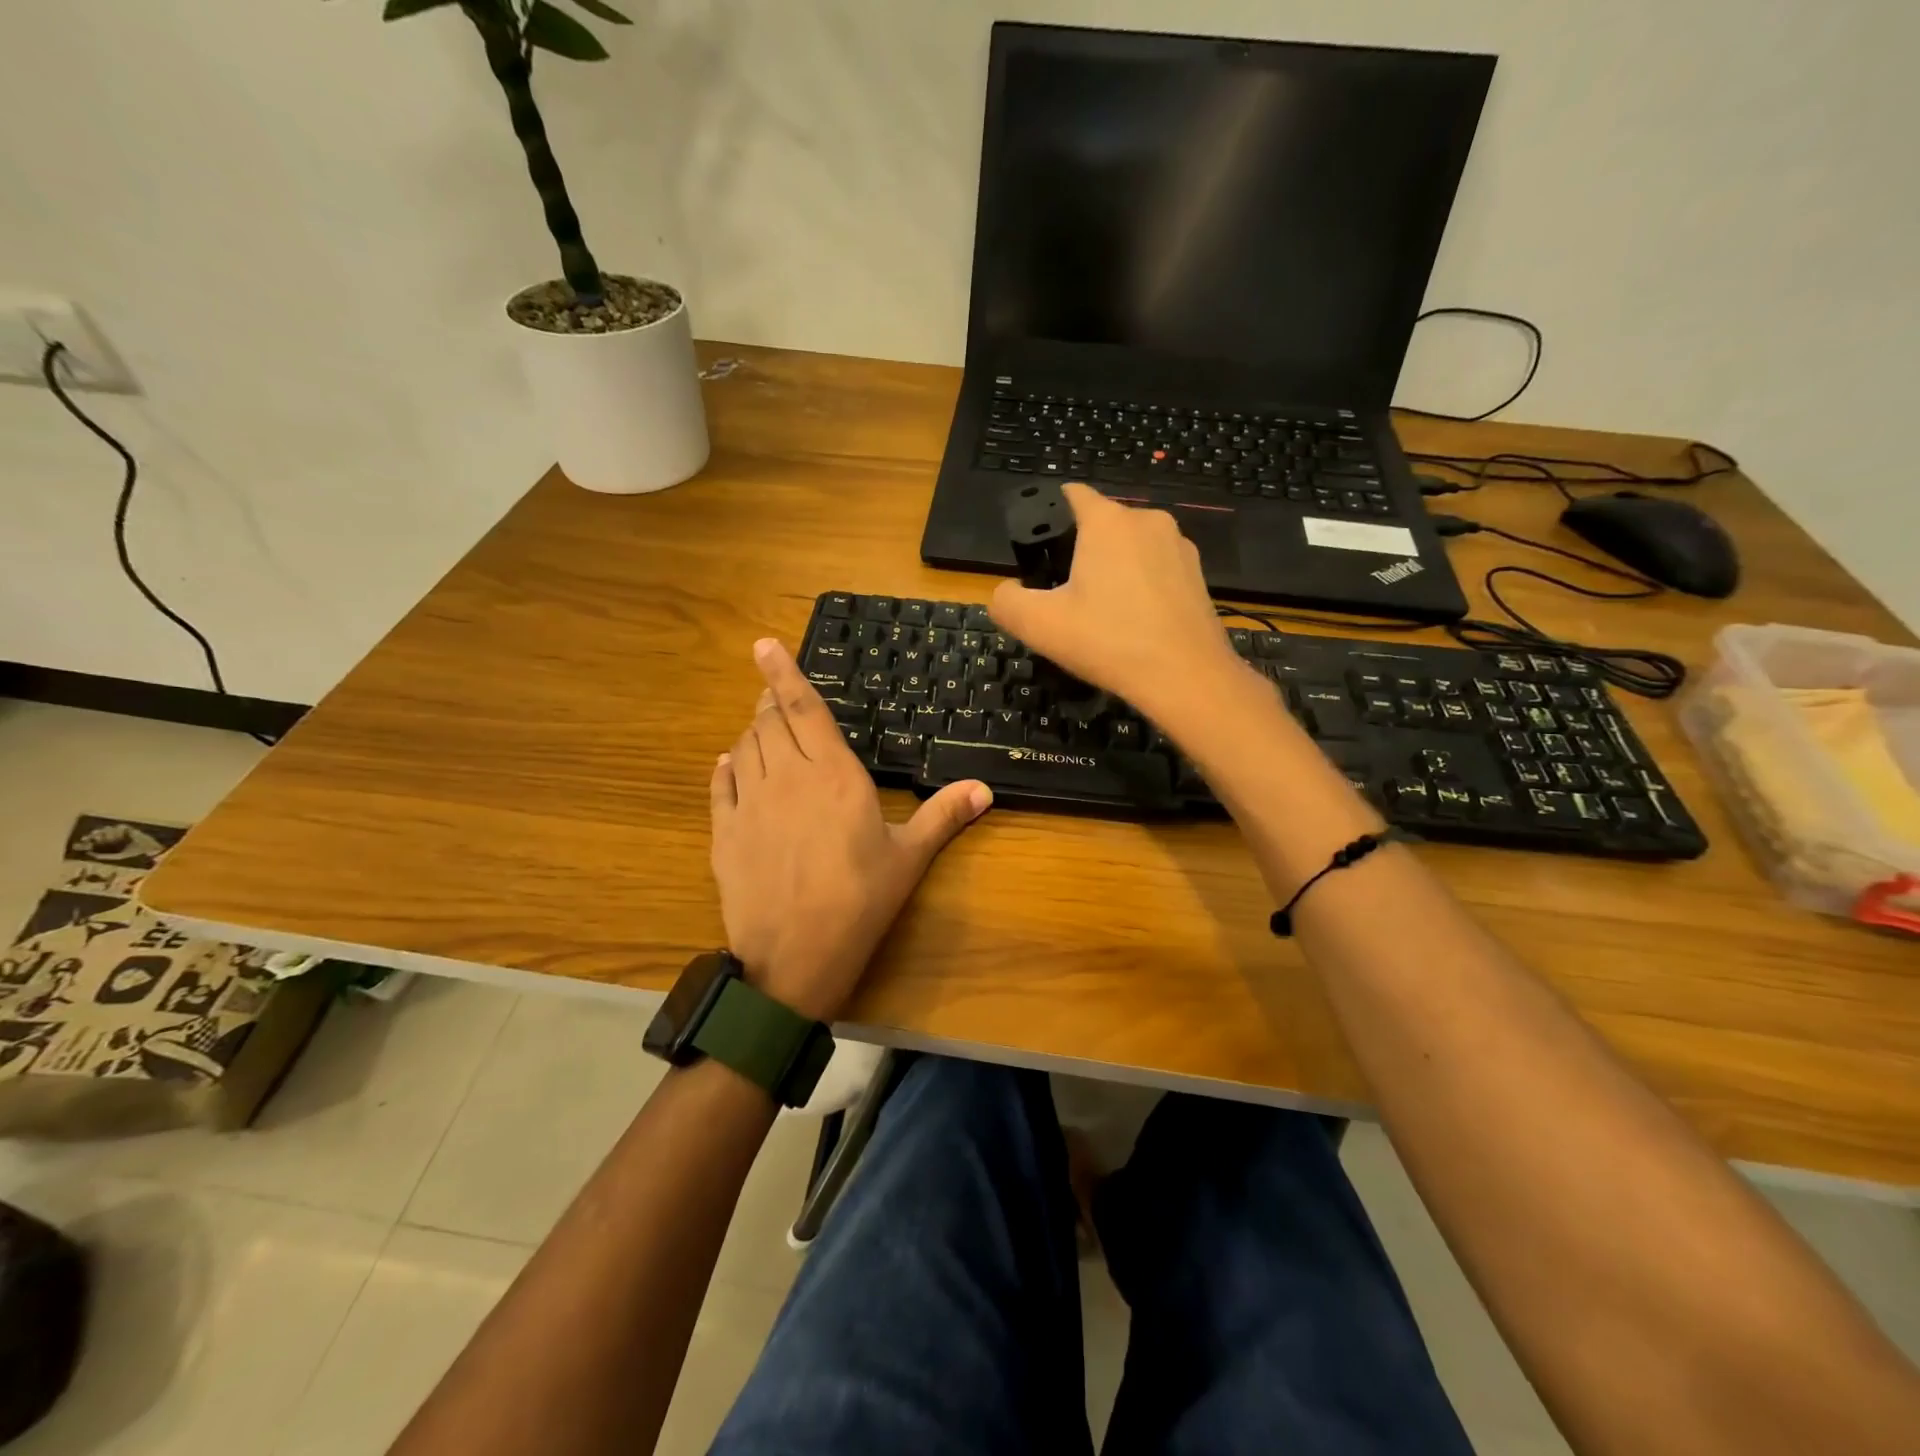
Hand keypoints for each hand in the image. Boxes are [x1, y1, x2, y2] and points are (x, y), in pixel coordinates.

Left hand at [709, 639, 992, 1020]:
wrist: (794, 958)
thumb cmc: (860, 902)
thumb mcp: (908, 858)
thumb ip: (943, 815)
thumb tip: (985, 789)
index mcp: (833, 775)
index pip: (805, 709)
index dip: (784, 673)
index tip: (764, 645)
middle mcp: (786, 777)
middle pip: (769, 722)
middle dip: (771, 702)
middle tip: (775, 697)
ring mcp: (750, 803)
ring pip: (745, 746)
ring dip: (753, 731)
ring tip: (763, 729)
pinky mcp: (724, 832)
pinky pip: (720, 784)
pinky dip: (727, 767)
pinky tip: (731, 765)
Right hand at [989, 483, 1249, 723]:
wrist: (1187, 678)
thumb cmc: (1109, 642)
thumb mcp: (1039, 626)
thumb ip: (1007, 601)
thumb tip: (1007, 591)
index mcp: (1108, 521)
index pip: (1070, 494)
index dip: (1046, 514)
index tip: (1037, 552)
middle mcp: (1147, 520)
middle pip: (1100, 524)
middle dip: (1079, 550)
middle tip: (1064, 597)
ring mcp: (1178, 545)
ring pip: (1130, 547)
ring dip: (1111, 569)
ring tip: (1100, 614)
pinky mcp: (1198, 574)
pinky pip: (1156, 568)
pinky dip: (1140, 585)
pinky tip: (1133, 622)